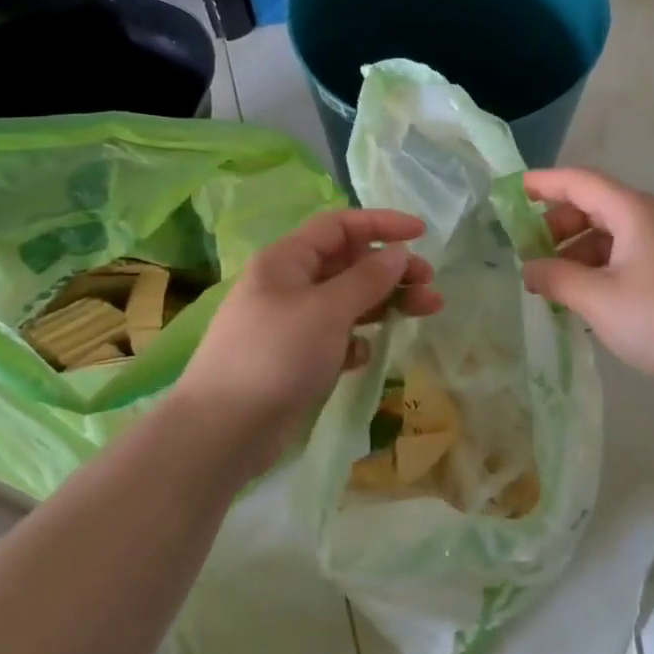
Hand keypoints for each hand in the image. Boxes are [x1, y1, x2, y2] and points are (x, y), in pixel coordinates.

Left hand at [173, 208, 441, 475]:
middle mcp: (288, 285)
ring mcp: (290, 324)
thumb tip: (398, 254)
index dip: (382, 224)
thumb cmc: (276, 355)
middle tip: (429, 285)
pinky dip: (355, 341)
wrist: (223, 430)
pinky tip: (365, 356)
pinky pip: (335, 338)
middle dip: (391, 270)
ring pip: (347, 302)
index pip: (340, 226)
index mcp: (287, 260)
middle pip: (348, 264)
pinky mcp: (295, 359)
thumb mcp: (326, 310)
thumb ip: (366, 279)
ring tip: (426, 311)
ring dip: (385, 303)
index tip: (422, 234)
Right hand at [522, 168, 653, 393]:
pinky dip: (601, 264)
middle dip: (557, 224)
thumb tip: (528, 268)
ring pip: (612, 231)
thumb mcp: (598, 300)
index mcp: (634, 211)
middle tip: (529, 253)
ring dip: (578, 249)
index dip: (543, 183)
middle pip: (595, 204)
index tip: (512, 191)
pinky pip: (629, 251)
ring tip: (554, 283)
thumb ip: (556, 278)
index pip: (580, 182)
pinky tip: (588, 295)